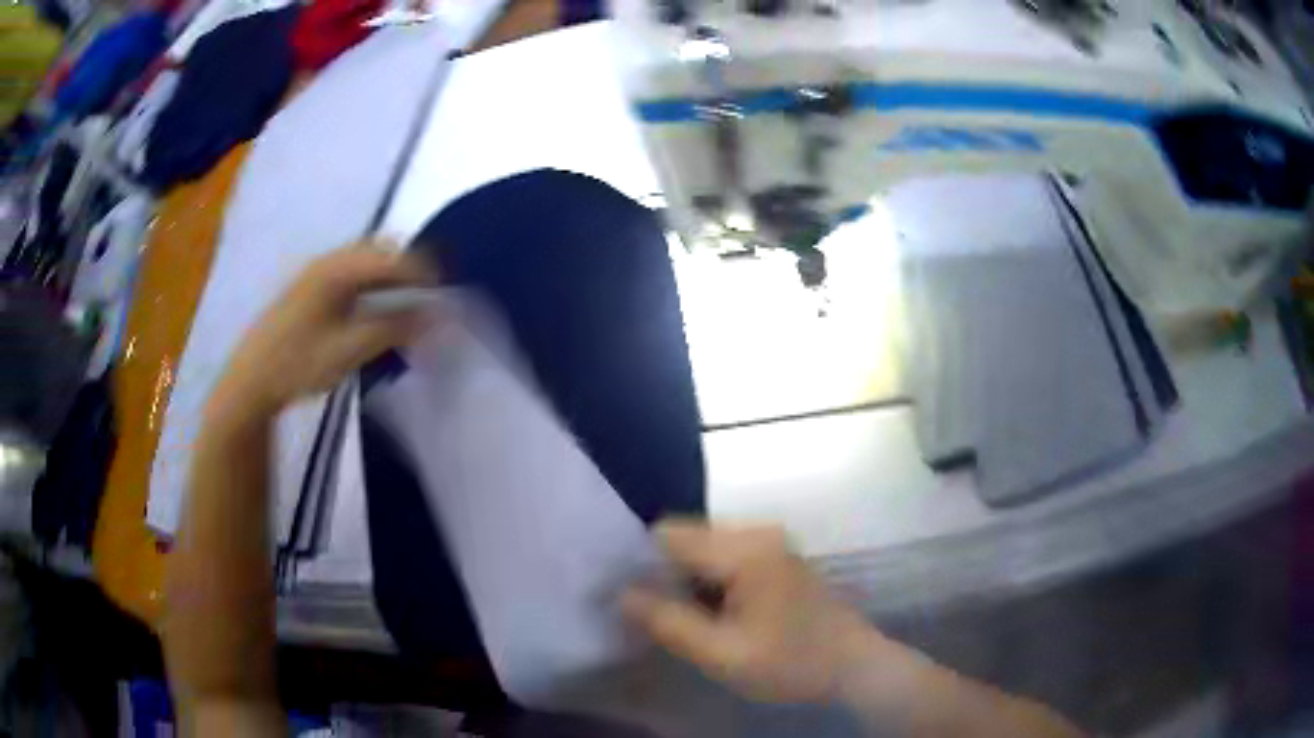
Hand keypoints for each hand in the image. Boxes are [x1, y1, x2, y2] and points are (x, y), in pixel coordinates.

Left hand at [216, 243, 432, 412]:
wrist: (251, 381)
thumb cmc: (298, 364)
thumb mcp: (349, 350)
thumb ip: (393, 329)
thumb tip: (434, 316)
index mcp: (339, 270)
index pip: (392, 259)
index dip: (422, 273)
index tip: (445, 294)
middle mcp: (329, 262)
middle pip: (379, 251)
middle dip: (407, 268)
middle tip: (427, 298)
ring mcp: (316, 273)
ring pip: (364, 261)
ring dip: (388, 275)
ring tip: (405, 304)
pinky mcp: (309, 288)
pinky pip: (351, 272)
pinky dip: (371, 283)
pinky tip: (373, 308)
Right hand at [621, 521, 885, 704]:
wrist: (855, 666)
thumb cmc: (792, 663)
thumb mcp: (723, 655)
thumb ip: (669, 623)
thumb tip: (620, 594)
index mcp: (745, 548)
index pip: (668, 533)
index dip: (640, 563)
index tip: (625, 596)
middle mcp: (757, 531)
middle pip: (685, 537)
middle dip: (662, 572)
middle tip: (650, 614)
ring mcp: (770, 541)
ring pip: (702, 548)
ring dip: (684, 579)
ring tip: (677, 617)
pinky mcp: (775, 555)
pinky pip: (723, 557)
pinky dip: (707, 581)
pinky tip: (709, 613)